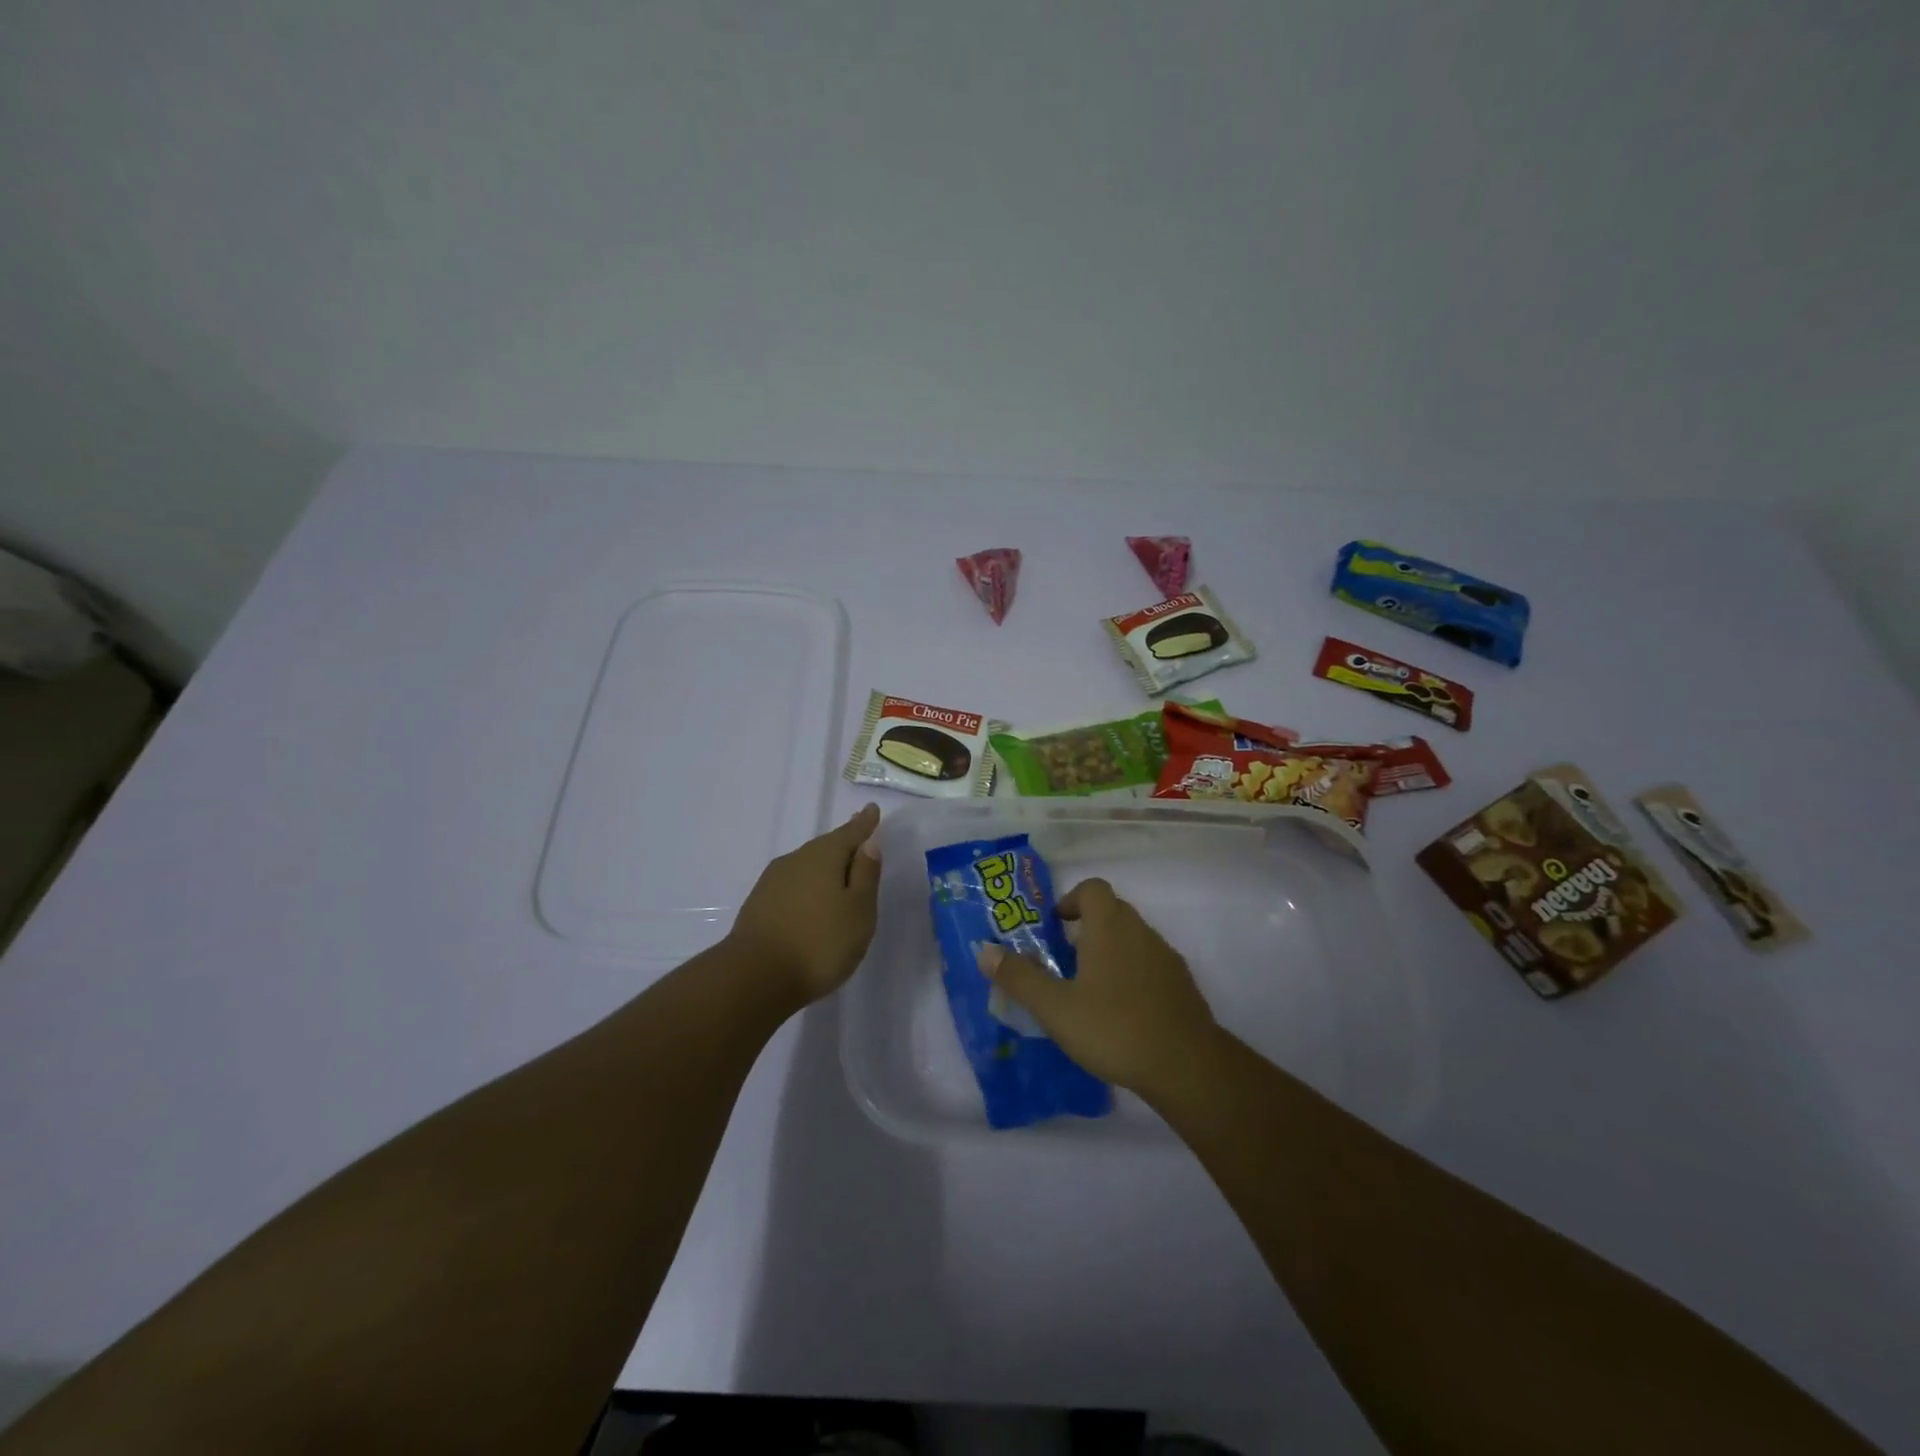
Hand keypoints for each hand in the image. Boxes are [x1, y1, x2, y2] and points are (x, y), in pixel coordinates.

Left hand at [727, 803, 883, 1004]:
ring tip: (839, 875)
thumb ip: (866, 874)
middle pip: (826, 847)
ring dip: (824, 868)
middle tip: (859, 842)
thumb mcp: (858, 910)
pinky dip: (807, 887)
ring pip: (807, 865)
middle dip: (844, 844)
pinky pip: (793, 885)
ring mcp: (772, 882)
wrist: (755, 977)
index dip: (864, 823)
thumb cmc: (820, 943)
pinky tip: (811, 901)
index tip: (872, 809)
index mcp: (824, 856)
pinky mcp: (759, 904)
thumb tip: (869, 842)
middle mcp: (796, 860)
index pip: (850, 833)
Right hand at [976, 877, 1217, 1100]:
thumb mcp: (1055, 1007)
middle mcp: (1141, 931)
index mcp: (1110, 926)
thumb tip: (985, 950)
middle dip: (1085, 929)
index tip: (1054, 928)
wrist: (1187, 1066)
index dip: (1071, 900)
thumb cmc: (1114, 1027)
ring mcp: (1166, 957)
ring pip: (1131, 940)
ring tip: (1087, 991)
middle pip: (1111, 912)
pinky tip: (1120, 1013)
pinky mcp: (1181, 985)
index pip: (1092, 888)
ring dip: (1109, 953)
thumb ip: (1019, 977)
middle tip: (1062, 962)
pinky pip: (1149, 965)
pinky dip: (1131, 975)